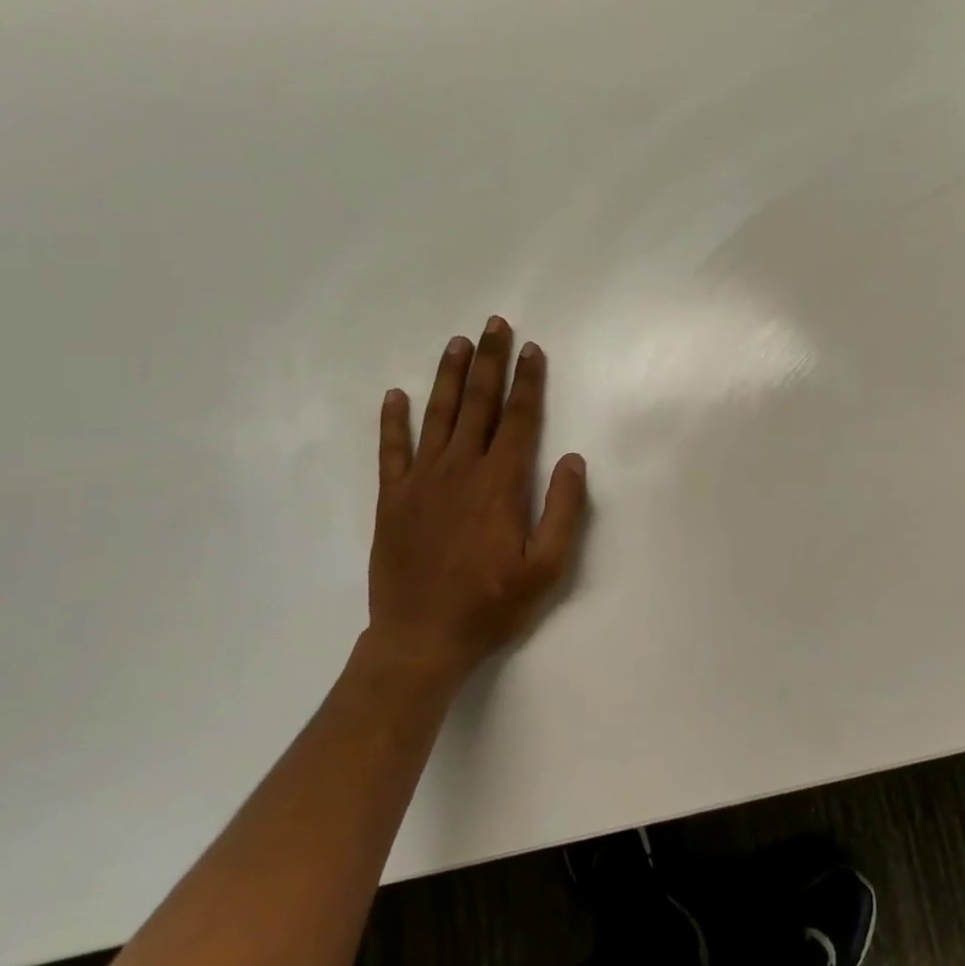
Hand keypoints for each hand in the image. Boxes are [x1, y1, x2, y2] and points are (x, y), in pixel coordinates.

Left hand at [364, 316, 588, 685]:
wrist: (419, 641)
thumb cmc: (490, 604)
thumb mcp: (546, 567)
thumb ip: (564, 510)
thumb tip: (573, 459)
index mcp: (500, 483)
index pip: (519, 418)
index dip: (528, 381)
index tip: (532, 349)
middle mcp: (460, 470)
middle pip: (479, 403)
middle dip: (489, 361)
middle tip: (494, 324)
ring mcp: (421, 481)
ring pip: (438, 415)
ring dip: (449, 376)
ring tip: (457, 343)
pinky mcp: (392, 499)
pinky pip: (391, 450)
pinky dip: (393, 421)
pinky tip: (395, 395)